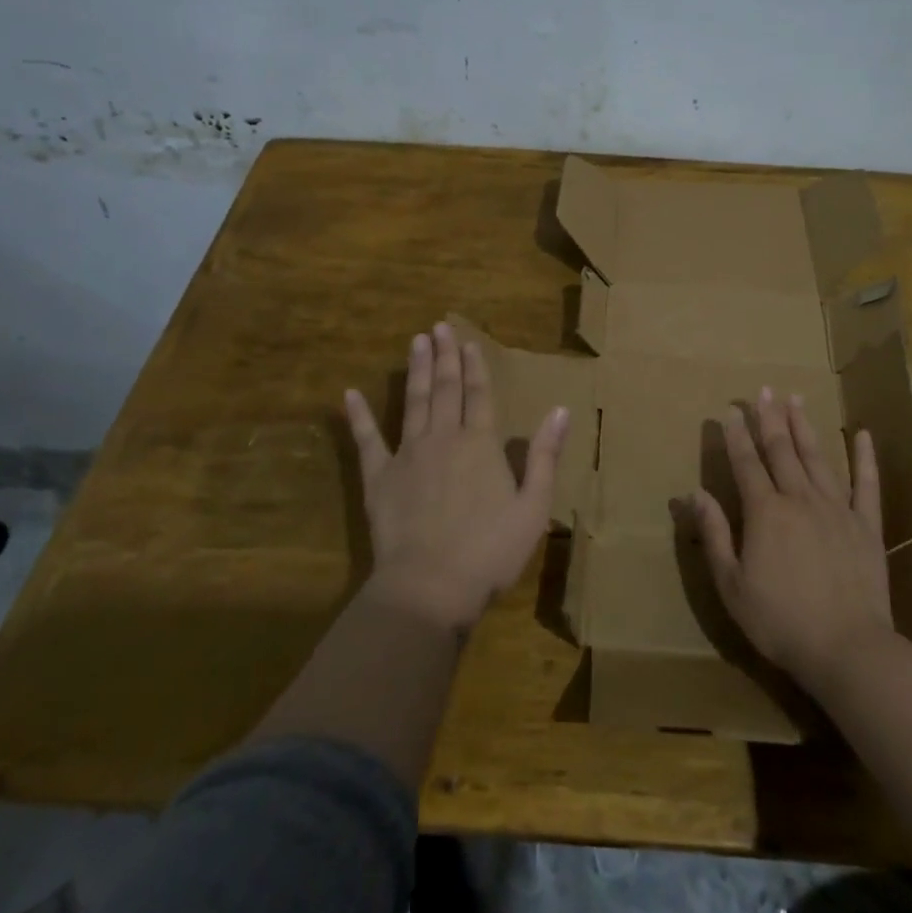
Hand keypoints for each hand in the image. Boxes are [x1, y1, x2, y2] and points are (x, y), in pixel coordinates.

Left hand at [345, 323, 568, 635]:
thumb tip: (560, 410)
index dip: (476, 367)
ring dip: (416, 370)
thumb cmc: (490, 551)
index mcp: (481, 444)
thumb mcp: (533, 507)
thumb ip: (544, 455)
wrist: (431, 585)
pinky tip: (350, 393)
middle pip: (445, 389)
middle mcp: (444, 438)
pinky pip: (367, 440)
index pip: (480, 395)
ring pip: (414, 402)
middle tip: (439, 327)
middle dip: (445, 356)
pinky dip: (358, 416)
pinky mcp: (379, 477)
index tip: (470, 342)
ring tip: (415, 342)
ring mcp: (408, 454)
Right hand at [674, 389, 893, 694]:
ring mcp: (837, 509)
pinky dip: (865, 458)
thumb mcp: (732, 584)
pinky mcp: (867, 526)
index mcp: (765, 513)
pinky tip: (862, 434)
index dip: (736, 435)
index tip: (729, 410)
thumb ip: (715, 534)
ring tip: (796, 399)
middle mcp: (800, 499)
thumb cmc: (780, 621)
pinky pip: (867, 485)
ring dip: (804, 427)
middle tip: (764, 390)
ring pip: (818, 458)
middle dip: (769, 418)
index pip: (746, 463)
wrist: (848, 650)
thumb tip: (694, 493)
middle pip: (781, 451)